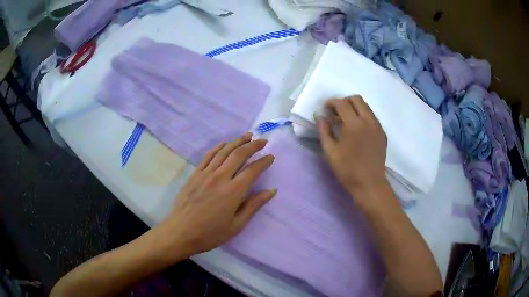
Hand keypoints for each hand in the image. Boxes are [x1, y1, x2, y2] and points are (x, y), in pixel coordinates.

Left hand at [157, 133, 275, 259]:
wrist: (181, 232)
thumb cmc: (211, 233)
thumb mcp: (236, 225)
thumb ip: (254, 206)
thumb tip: (272, 190)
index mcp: (233, 192)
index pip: (252, 170)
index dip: (263, 162)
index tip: (271, 157)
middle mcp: (220, 177)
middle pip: (239, 155)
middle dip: (253, 146)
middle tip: (262, 141)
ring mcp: (205, 173)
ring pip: (224, 151)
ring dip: (237, 141)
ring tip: (248, 135)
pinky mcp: (195, 174)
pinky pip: (208, 156)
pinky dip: (218, 147)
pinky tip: (224, 143)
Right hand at [316, 96, 387, 198]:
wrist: (370, 184)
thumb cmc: (347, 170)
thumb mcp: (330, 152)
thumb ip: (323, 131)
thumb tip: (320, 116)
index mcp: (354, 124)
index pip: (342, 103)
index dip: (332, 103)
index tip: (325, 109)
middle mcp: (368, 121)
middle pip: (357, 99)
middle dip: (344, 102)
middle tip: (336, 113)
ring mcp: (378, 126)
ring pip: (366, 107)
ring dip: (354, 108)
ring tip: (346, 122)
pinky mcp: (382, 133)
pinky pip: (372, 117)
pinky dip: (363, 117)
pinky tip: (358, 131)